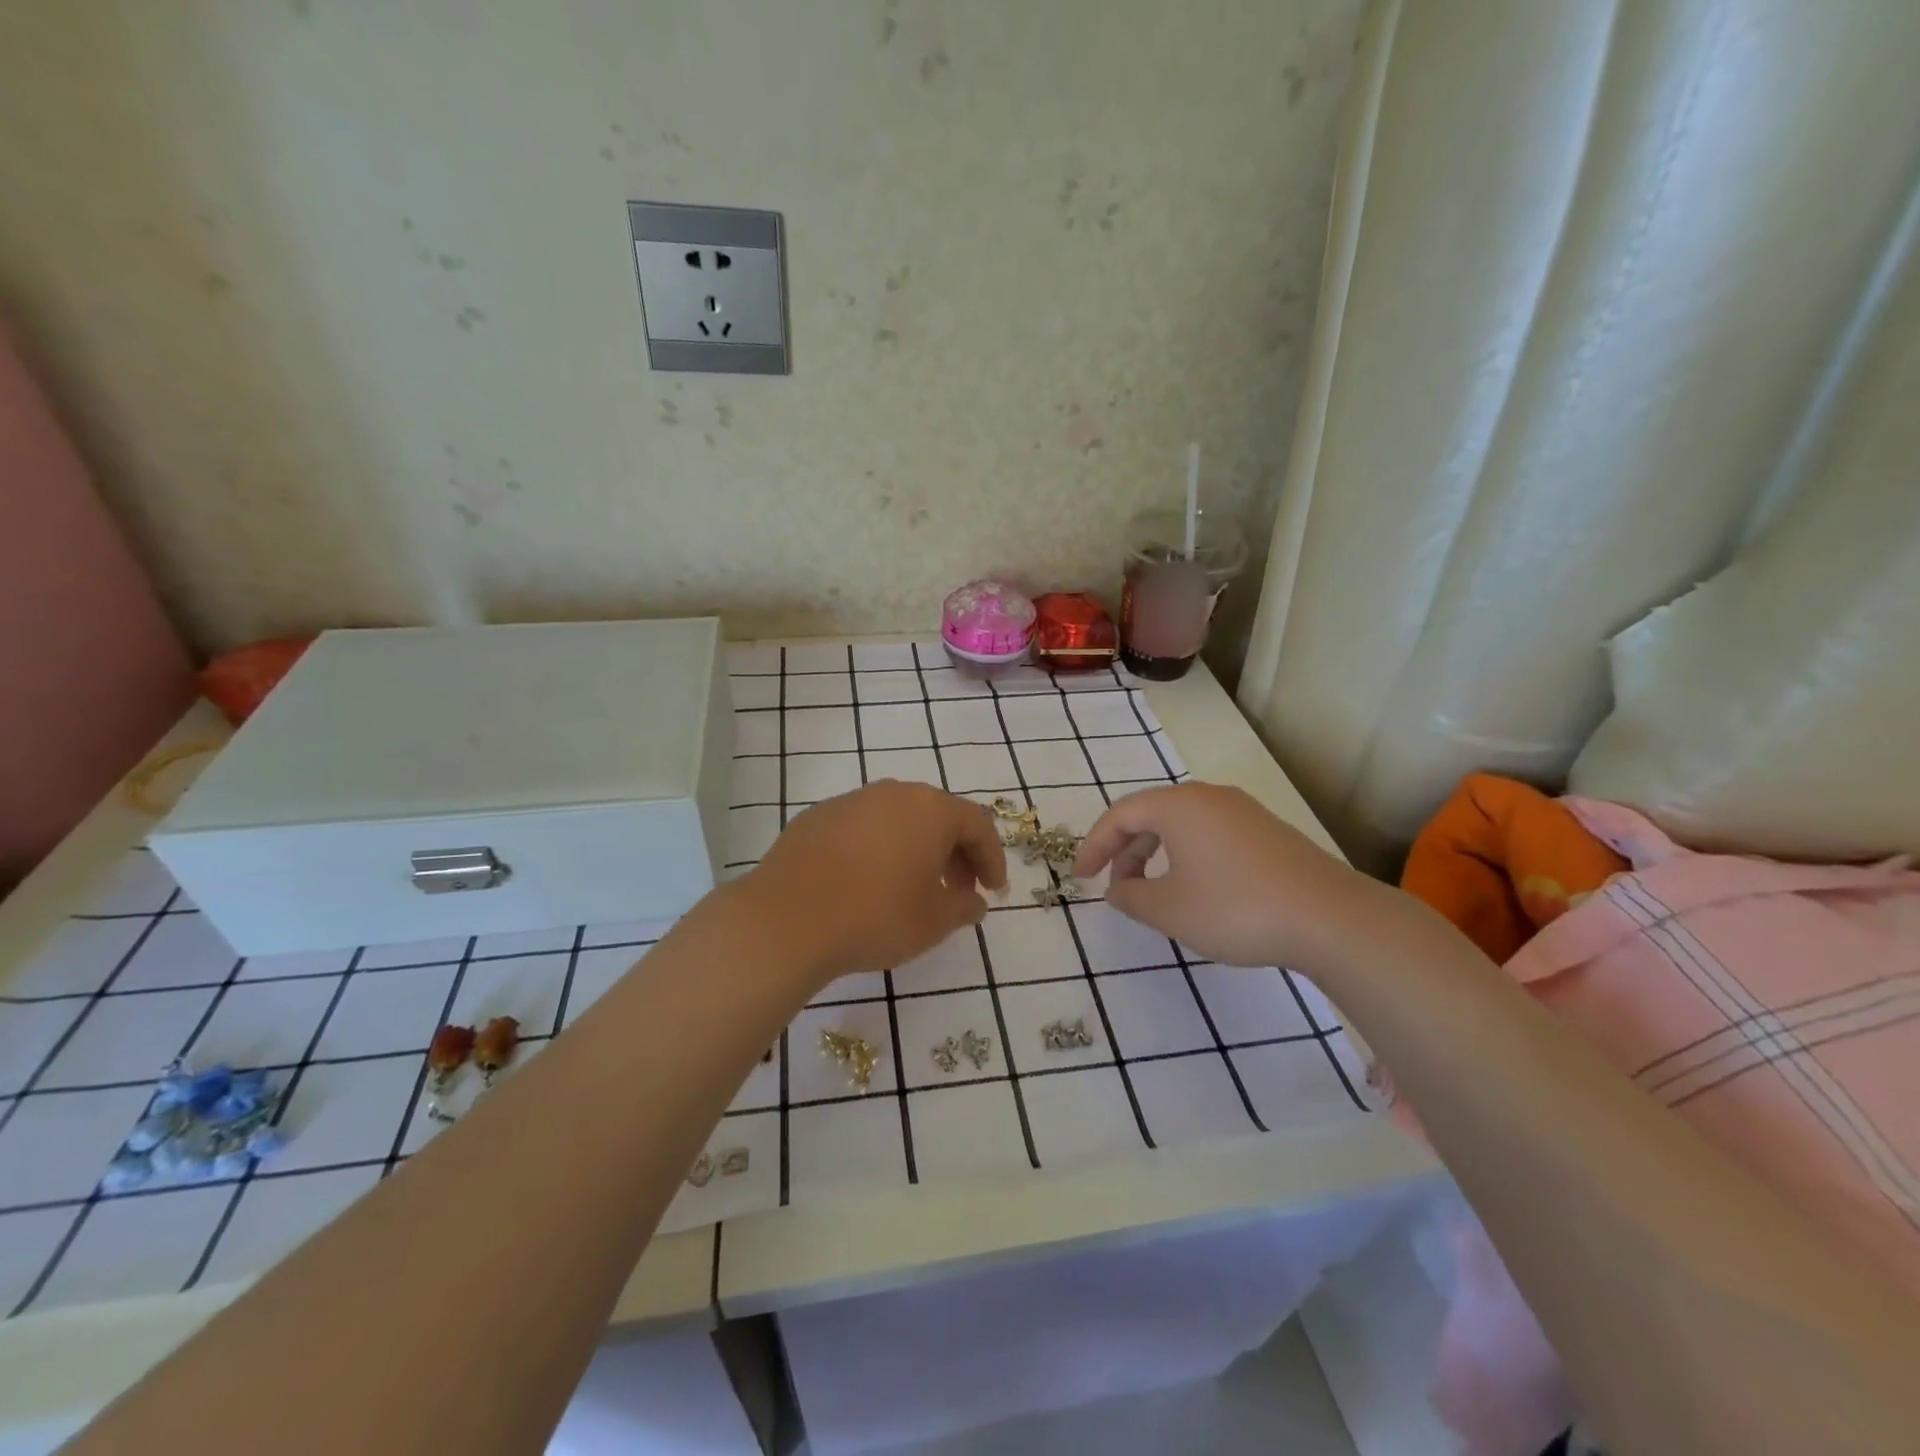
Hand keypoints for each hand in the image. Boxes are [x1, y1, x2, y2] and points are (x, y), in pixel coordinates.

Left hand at [745, 780, 1007, 979]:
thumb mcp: (934, 922)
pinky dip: (877, 849)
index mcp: (930, 809)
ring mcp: (850, 801)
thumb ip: (964, 907)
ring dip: (915, 848)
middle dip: (954, 853)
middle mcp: (893, 793)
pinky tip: (867, 883)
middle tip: (957, 890)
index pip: (977, 824)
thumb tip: (974, 901)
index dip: (991, 858)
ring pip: (897, 819)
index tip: (993, 890)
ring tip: (912, 887)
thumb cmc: (876, 916)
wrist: (787, 919)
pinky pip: (862, 828)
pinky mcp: (816, 817)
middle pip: (937, 816)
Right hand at [1073, 783, 1377, 970]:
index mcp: (1178, 805)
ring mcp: (1243, 811)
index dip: (1095, 845)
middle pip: (1151, 815)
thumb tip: (1118, 888)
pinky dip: (1188, 856)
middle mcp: (1208, 797)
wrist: (1330, 918)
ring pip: (1183, 825)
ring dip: (1157, 854)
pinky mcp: (1268, 832)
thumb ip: (1131, 896)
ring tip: (1154, 892)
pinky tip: (1197, 890)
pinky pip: (1211, 835)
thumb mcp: (1169, 910)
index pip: (1121, 815)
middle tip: (1117, 886)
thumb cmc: (1235, 908)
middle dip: (1126, 851)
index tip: (1081, 877)